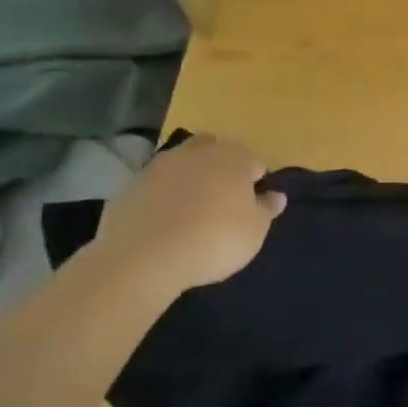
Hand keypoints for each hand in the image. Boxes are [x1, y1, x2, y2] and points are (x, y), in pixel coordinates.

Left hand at [97, 135, 286, 291]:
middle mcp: (199, 152)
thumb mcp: (254, 232)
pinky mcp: (131, 185)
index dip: (255, 180)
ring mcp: (161, 165)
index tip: (253, 203)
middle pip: (214, 150)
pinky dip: (160, 196)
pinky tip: (161, 221)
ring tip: (189, 210)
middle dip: (219, 166)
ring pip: (182, 163)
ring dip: (187, 178)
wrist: (144, 256)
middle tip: (220, 198)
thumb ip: (266, 210)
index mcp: (234, 158)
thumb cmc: (214, 240)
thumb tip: (277, 195)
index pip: (253, 161)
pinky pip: (154, 185)